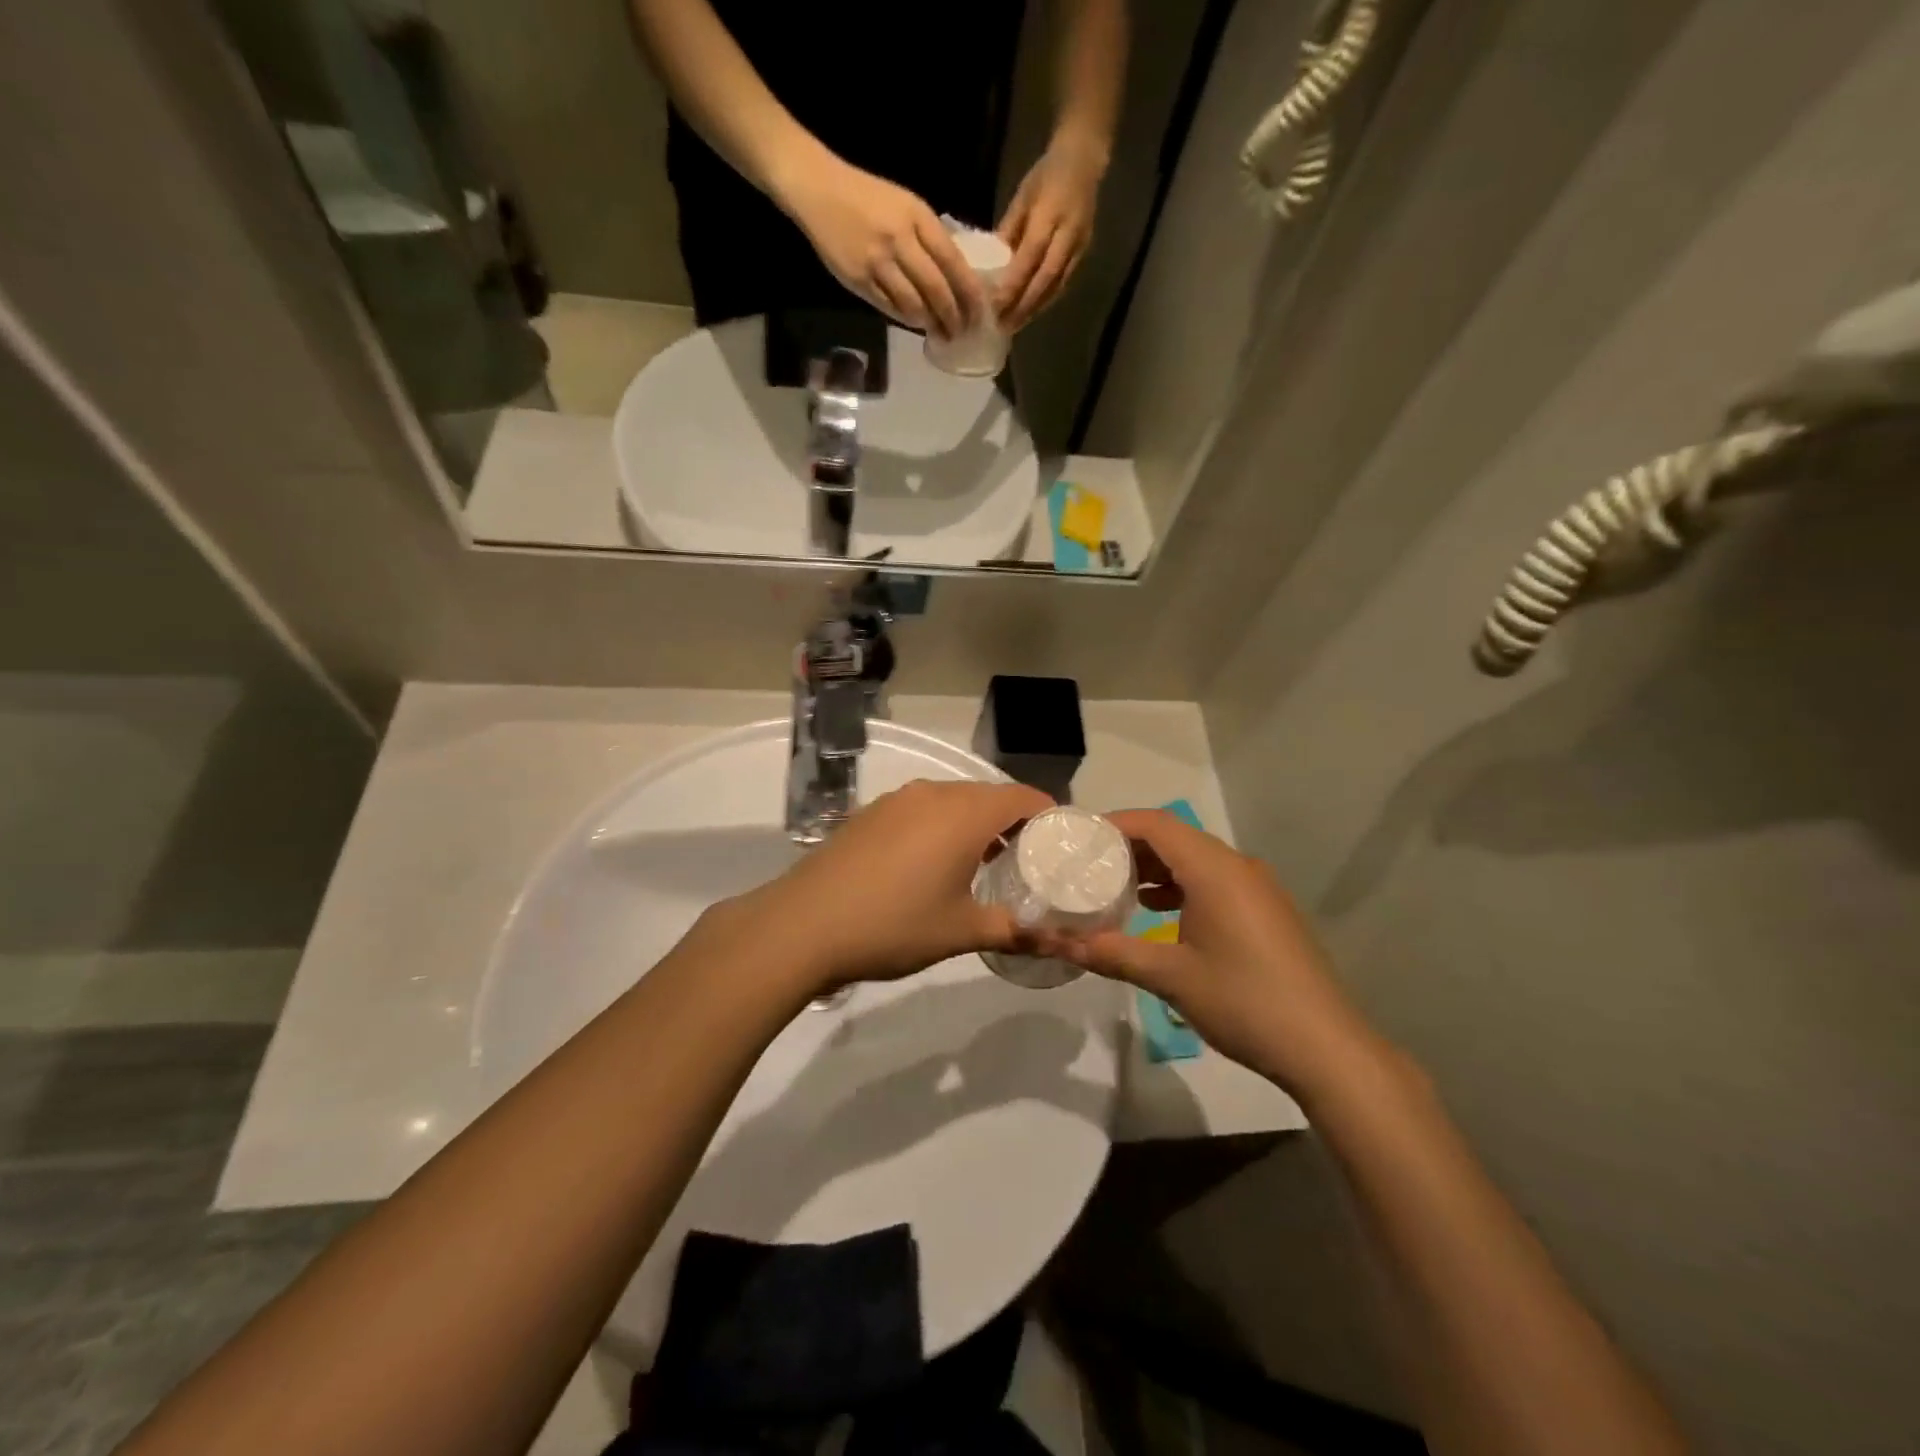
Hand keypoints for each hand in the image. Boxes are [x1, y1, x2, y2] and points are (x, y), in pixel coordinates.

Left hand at [713, 780, 1054, 996]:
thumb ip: (1014, 931)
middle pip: (988, 795)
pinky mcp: (870, 813)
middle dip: (1013, 823)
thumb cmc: (893, 924)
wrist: (803, 925)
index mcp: (964, 813)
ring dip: (975, 824)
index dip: (1049, 816)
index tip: (1062, 845)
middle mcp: (933, 793)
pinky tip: (932, 864)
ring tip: (984, 864)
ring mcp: (897, 800)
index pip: (1023, 797)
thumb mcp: (961, 932)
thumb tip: (1058, 943)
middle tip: (1028, 861)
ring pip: (953, 801)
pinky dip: (941, 827)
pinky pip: (922, 810)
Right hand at [780, 154, 985, 338]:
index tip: (979, 313)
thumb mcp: (906, 205)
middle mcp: (900, 239)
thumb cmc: (867, 197)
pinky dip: (906, 319)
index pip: (953, 262)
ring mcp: (878, 262)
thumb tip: (955, 275)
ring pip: (914, 304)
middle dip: (953, 317)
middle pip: (937, 290)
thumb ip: (929, 237)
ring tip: (940, 333)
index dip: (969, 293)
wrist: (819, 190)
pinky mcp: (859, 279)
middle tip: (961, 332)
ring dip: (930, 324)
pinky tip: (915, 323)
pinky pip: (889, 307)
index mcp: (917, 217)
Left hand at [995, 134, 1106, 331]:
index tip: (995, 304)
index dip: (1014, 282)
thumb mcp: (1022, 197)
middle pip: (1045, 277)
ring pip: (1056, 286)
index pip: (1031, 255)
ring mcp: (1079, 245)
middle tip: (1003, 326)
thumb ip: (1008, 231)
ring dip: (1034, 309)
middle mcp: (1068, 233)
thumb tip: (989, 266)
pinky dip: (1045, 301)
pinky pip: (1063, 284)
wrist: (1085, 159)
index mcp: (1050, 212)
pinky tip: (1030, 313)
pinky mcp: (1083, 254)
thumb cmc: (1047, 175)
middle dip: (1023, 305)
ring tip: (1014, 326)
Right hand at [1061, 810, 1385, 1098]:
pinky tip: (1156, 911)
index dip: (1115, 824)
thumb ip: (1112, 953)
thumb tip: (1058, 943)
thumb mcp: (1170, 977)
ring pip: (1195, 859)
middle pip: (1175, 837)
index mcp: (1215, 870)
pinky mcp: (1265, 910)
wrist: (1325, 1047)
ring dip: (1155, 866)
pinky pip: (1213, 880)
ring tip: (1114, 886)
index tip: (1079, 839)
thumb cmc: (1244, 1002)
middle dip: (1130, 845)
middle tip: (1088, 863)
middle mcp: (1238, 867)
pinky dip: (1179, 885)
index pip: (1157, 824)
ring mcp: (1256, 888)